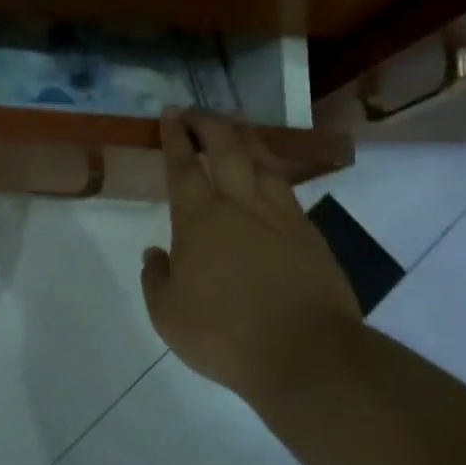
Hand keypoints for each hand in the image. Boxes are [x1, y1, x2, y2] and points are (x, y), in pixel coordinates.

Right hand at [140, 110, 362, 402]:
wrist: (306, 354)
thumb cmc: (226, 335)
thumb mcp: (168, 316)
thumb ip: (157, 279)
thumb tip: (156, 253)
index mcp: (199, 219)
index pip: (182, 165)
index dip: (175, 136)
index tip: (169, 114)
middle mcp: (239, 205)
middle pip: (224, 148)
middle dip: (207, 122)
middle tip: (196, 110)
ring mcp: (279, 215)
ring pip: (260, 159)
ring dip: (243, 135)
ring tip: (234, 121)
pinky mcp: (308, 232)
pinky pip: (285, 186)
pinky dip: (271, 167)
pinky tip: (268, 169)